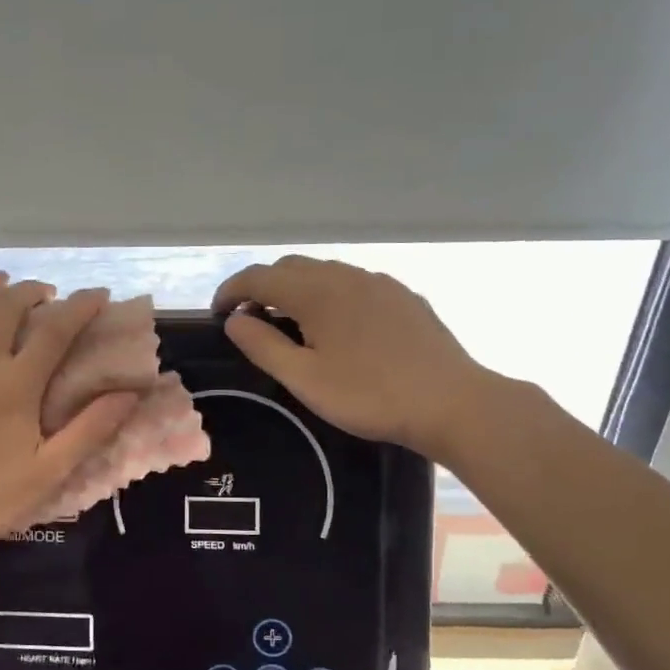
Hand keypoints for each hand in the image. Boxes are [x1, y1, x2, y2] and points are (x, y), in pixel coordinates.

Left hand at [0, 274, 136, 555]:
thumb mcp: (52, 469)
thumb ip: (92, 428)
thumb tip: (131, 393)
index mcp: (16, 387)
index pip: (55, 331)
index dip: (80, 306)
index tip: (97, 294)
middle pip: (4, 307)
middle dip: (30, 290)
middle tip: (45, 293)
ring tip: (0, 284)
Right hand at [212, 256, 484, 451]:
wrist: (451, 402)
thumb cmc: (369, 395)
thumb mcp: (304, 379)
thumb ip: (263, 346)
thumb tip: (235, 320)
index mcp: (316, 292)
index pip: (259, 277)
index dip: (231, 291)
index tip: (217, 314)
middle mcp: (345, 275)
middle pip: (290, 267)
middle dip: (262, 286)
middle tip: (250, 320)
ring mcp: (378, 282)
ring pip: (324, 272)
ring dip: (296, 289)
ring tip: (290, 323)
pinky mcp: (402, 296)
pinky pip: (353, 283)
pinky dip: (329, 294)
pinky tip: (337, 326)